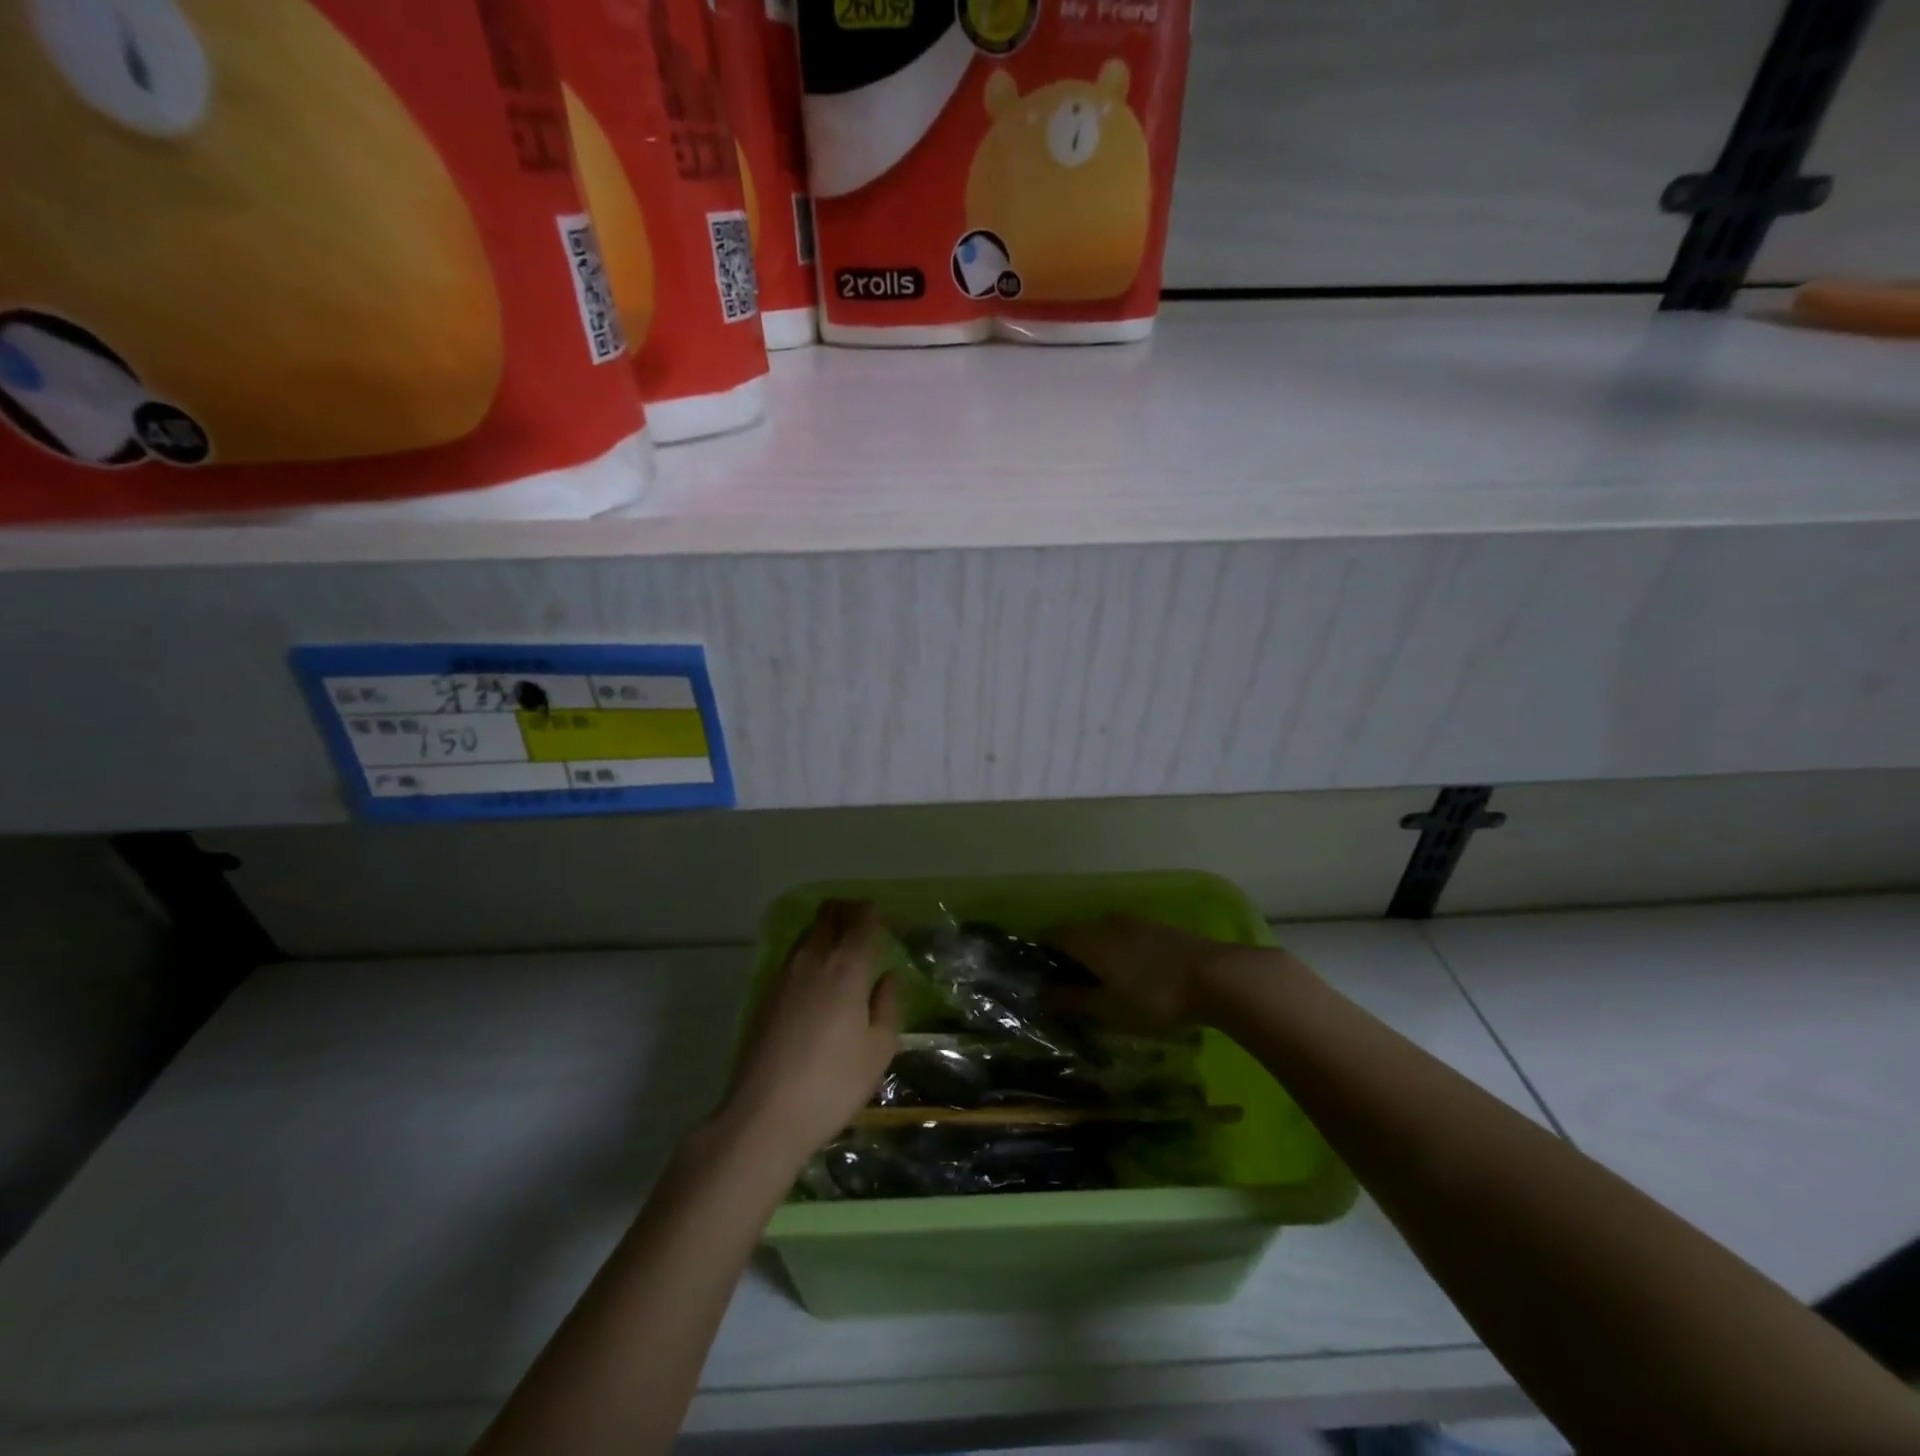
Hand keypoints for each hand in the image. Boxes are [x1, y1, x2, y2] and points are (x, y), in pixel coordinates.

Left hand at [719, 900, 900, 1164]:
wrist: (763, 1115)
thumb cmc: (833, 1083)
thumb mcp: (878, 1050)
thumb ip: (888, 1005)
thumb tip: (889, 977)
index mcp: (847, 967)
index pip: (862, 920)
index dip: (874, 912)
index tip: (885, 918)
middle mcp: (814, 959)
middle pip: (829, 914)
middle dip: (848, 910)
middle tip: (864, 924)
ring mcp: (784, 974)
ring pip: (808, 932)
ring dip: (827, 929)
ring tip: (843, 951)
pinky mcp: (766, 993)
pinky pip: (794, 956)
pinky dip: (810, 952)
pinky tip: (818, 980)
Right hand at [1047, 914, 1250, 1037]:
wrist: (1216, 977)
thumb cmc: (1153, 997)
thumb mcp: (1107, 1008)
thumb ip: (1072, 1000)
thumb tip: (1040, 995)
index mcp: (1087, 938)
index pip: (1052, 937)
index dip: (1042, 956)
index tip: (1042, 980)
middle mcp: (1106, 922)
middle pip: (1078, 935)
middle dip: (1071, 959)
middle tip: (1073, 990)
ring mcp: (1136, 922)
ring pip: (1105, 936)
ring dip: (1099, 957)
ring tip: (1106, 987)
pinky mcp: (1161, 929)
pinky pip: (1128, 939)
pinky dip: (1122, 955)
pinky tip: (1135, 978)